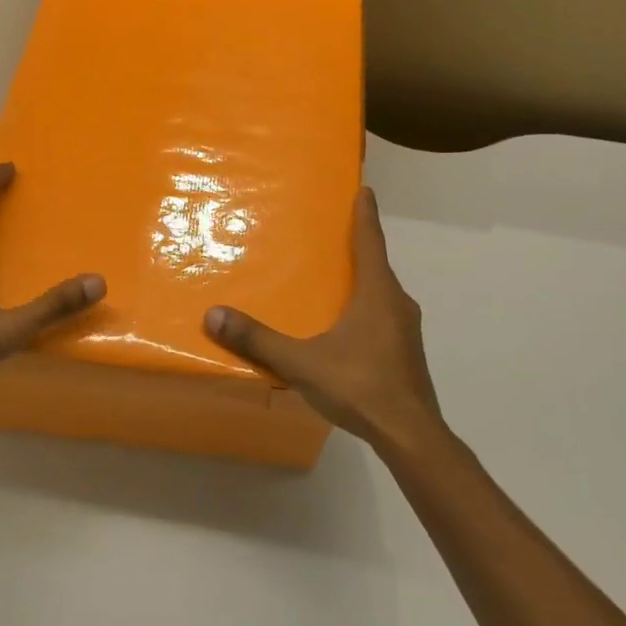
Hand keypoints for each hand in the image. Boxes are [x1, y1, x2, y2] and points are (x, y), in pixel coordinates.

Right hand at [204, 188, 441, 452]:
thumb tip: (214, 315)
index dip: (365, 215)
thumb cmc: (360, 386)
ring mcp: (406, 330)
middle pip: (378, 265)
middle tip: (335, 234)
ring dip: (363, 281)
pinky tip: (348, 327)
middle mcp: (397, 303)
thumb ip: (258, 340)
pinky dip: (367, 308)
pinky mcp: (406, 353)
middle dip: (359, 247)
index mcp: (377, 293)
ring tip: (336, 281)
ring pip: (382, 294)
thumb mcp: (302, 362)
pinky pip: (384, 316)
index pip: (371, 242)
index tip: (364, 190)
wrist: (411, 436)